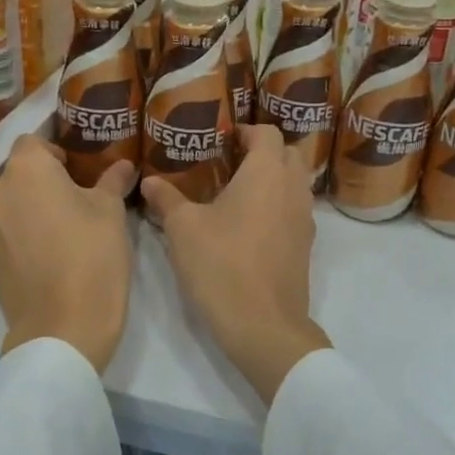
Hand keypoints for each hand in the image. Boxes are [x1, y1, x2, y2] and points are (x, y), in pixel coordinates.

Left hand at [0, 137, 137, 373]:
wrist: (63, 326)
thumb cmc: (92, 255)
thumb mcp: (111, 212)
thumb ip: (112, 181)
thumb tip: (124, 165)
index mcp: (26, 169)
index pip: (32, 142)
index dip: (55, 153)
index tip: (77, 171)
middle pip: (17, 174)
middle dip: (42, 182)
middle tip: (74, 200)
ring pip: (9, 203)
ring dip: (30, 208)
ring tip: (61, 228)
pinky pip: (5, 232)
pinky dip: (22, 234)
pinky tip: (49, 252)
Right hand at [141, 124, 330, 405]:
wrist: (263, 324)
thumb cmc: (221, 265)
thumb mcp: (183, 229)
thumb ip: (166, 199)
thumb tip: (149, 181)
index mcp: (267, 172)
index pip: (266, 132)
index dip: (245, 130)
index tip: (221, 140)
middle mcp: (293, 188)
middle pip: (287, 153)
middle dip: (262, 151)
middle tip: (229, 162)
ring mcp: (304, 219)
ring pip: (295, 183)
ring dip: (273, 179)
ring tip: (237, 192)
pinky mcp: (305, 246)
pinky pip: (295, 210)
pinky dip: (278, 205)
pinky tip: (249, 225)